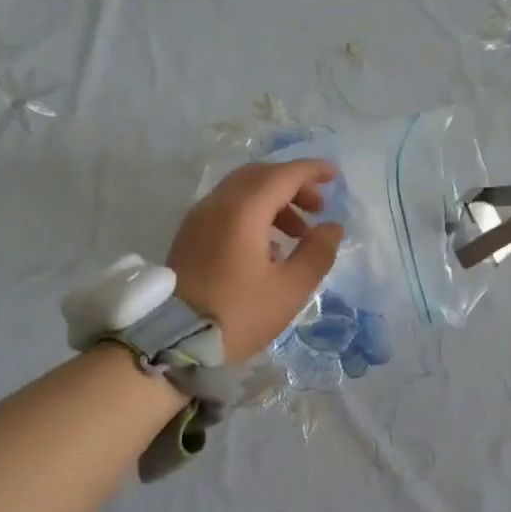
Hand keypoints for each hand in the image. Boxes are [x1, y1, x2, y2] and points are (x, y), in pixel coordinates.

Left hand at [168, 159, 344, 360]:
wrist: (175, 340)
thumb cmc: (239, 314)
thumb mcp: (290, 288)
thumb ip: (316, 253)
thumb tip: (331, 227)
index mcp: (242, 210)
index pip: (282, 175)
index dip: (311, 171)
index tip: (335, 176)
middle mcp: (217, 204)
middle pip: (259, 176)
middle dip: (292, 185)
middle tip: (318, 207)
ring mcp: (199, 218)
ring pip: (241, 191)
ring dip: (274, 201)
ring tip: (298, 233)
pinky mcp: (190, 235)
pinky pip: (226, 209)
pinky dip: (253, 213)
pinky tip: (269, 247)